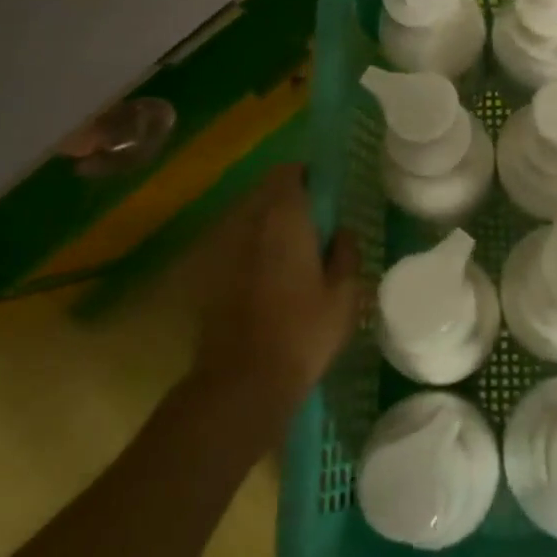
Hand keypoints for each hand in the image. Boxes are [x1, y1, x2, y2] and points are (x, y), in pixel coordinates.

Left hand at [190, 164, 363, 422]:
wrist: (241, 383)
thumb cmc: (303, 332)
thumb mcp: (344, 295)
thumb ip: (346, 254)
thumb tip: (342, 232)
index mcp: (285, 218)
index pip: (289, 173)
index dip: (307, 177)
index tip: (324, 195)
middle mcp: (250, 224)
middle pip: (267, 195)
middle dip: (289, 202)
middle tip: (314, 228)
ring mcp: (225, 250)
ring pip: (250, 222)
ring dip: (269, 228)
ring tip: (292, 256)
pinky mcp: (211, 277)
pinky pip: (237, 249)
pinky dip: (253, 253)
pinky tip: (269, 283)